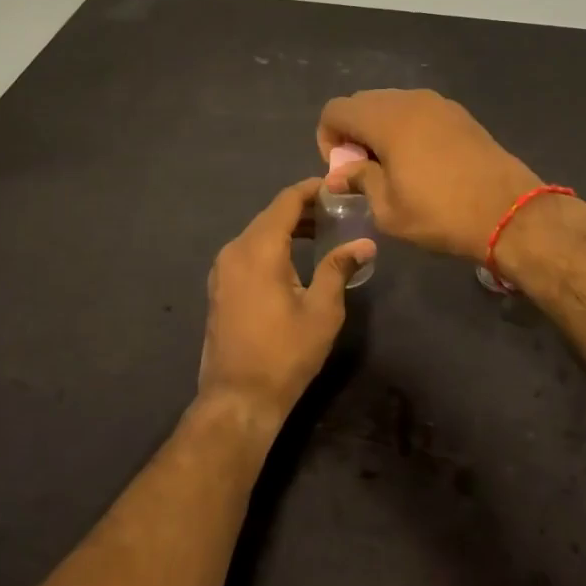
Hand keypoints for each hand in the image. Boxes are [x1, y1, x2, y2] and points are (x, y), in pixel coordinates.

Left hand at [198, 178, 372, 425]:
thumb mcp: (322, 311)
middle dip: (302, 208)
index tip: (336, 186)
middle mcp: (235, 249)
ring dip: (287, 227)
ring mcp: (222, 268)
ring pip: (258, 233)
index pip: (286, 202)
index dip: (311, 189)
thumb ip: (339, 269)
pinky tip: (293, 258)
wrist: (238, 398)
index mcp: (259, 249)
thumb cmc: (285, 353)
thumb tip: (365, 243)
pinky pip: (248, 251)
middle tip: (336, 210)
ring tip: (320, 231)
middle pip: (271, 215)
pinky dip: (271, 245)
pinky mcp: (220, 286)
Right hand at [317, 90, 538, 262]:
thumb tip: (340, 174)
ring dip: (379, 129)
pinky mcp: (459, 114)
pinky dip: (406, 128)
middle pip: (362, 102)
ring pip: (391, 104)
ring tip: (392, 166)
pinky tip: (420, 161)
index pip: (335, 110)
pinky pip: (417, 111)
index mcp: (386, 119)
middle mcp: (409, 100)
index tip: (343, 170)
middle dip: (353, 132)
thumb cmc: (441, 213)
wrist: (510, 212)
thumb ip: (359, 181)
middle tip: (364, 169)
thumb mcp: (388, 209)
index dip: (327, 138)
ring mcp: (438, 103)